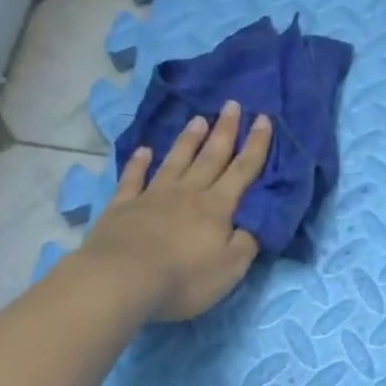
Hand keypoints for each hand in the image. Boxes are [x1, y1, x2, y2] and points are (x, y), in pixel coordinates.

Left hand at [77, 101, 272, 321]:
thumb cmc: (184, 278)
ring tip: (198, 119)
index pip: (242, 172)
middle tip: (232, 105)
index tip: (264, 119)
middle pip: (210, 158)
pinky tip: (143, 151)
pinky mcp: (122, 207)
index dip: (256, 146)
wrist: (122, 279)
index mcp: (216, 208)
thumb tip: (255, 224)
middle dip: (225, 132)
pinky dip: (139, 163)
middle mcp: (187, 194)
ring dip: (188, 140)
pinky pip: (133, 179)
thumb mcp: (230, 268)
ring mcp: (152, 197)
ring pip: (175, 161)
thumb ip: (246, 243)